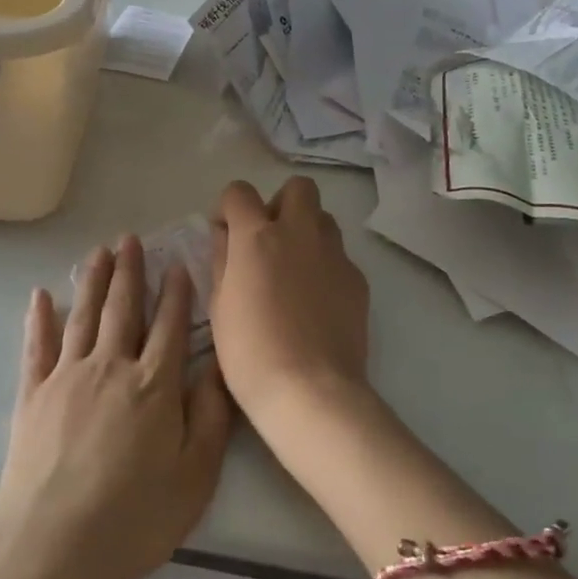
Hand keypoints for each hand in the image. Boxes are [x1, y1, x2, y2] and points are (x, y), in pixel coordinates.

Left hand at [0, 236, 232, 578]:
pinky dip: (39, 319)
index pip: (170, 326)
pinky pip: (37, 346)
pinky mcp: (33, 395)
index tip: (178, 265)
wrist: (50, 545)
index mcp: (154, 385)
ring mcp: (67, 377)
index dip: (176, 294)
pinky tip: (40, 296)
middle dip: (130, 272)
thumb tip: (219, 367)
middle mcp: (111, 367)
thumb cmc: (133, 517)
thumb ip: (211, 417)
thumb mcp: (195, 476)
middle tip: (131, 239)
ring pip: (84, 316)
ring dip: (92, 281)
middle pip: (123, 309)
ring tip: (99, 252)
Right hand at [210, 177, 371, 426]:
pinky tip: (315, 301)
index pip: (239, 192)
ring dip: (306, 231)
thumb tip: (225, 235)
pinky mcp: (358, 279)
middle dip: (280, 204)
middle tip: (267, 240)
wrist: (310, 391)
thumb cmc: (250, 352)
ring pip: (324, 219)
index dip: (229, 207)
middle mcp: (299, 233)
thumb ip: (222, 260)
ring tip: (293, 269)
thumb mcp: (219, 305)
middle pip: (298, 188)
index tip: (225, 232)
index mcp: (257, 237)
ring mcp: (334, 254)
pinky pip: (340, 256)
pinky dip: (325, 265)